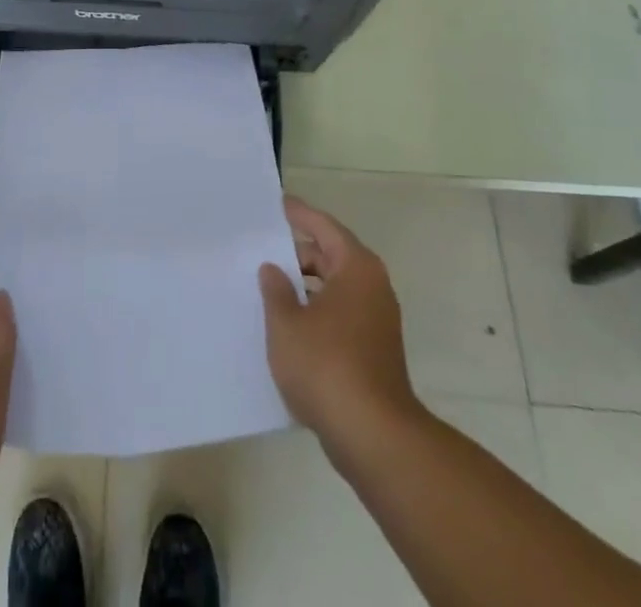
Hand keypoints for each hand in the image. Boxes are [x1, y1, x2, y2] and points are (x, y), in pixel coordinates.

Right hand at [259, 197, 417, 453]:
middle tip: (263, 249)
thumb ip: (275, 290)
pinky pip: (340, 314)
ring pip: (335, 288)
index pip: (324, 227)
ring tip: (269, 287)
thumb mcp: (287, 324)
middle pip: (331, 256)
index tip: (277, 204)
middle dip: (298, 253)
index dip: (299, 215)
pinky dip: (316, 311)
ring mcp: (377, 321)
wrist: (374, 437)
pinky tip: (289, 325)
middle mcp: (372, 287)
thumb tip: (273, 268)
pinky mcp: (374, 351)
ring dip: (306, 286)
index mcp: (356, 268)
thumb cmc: (327, 366)